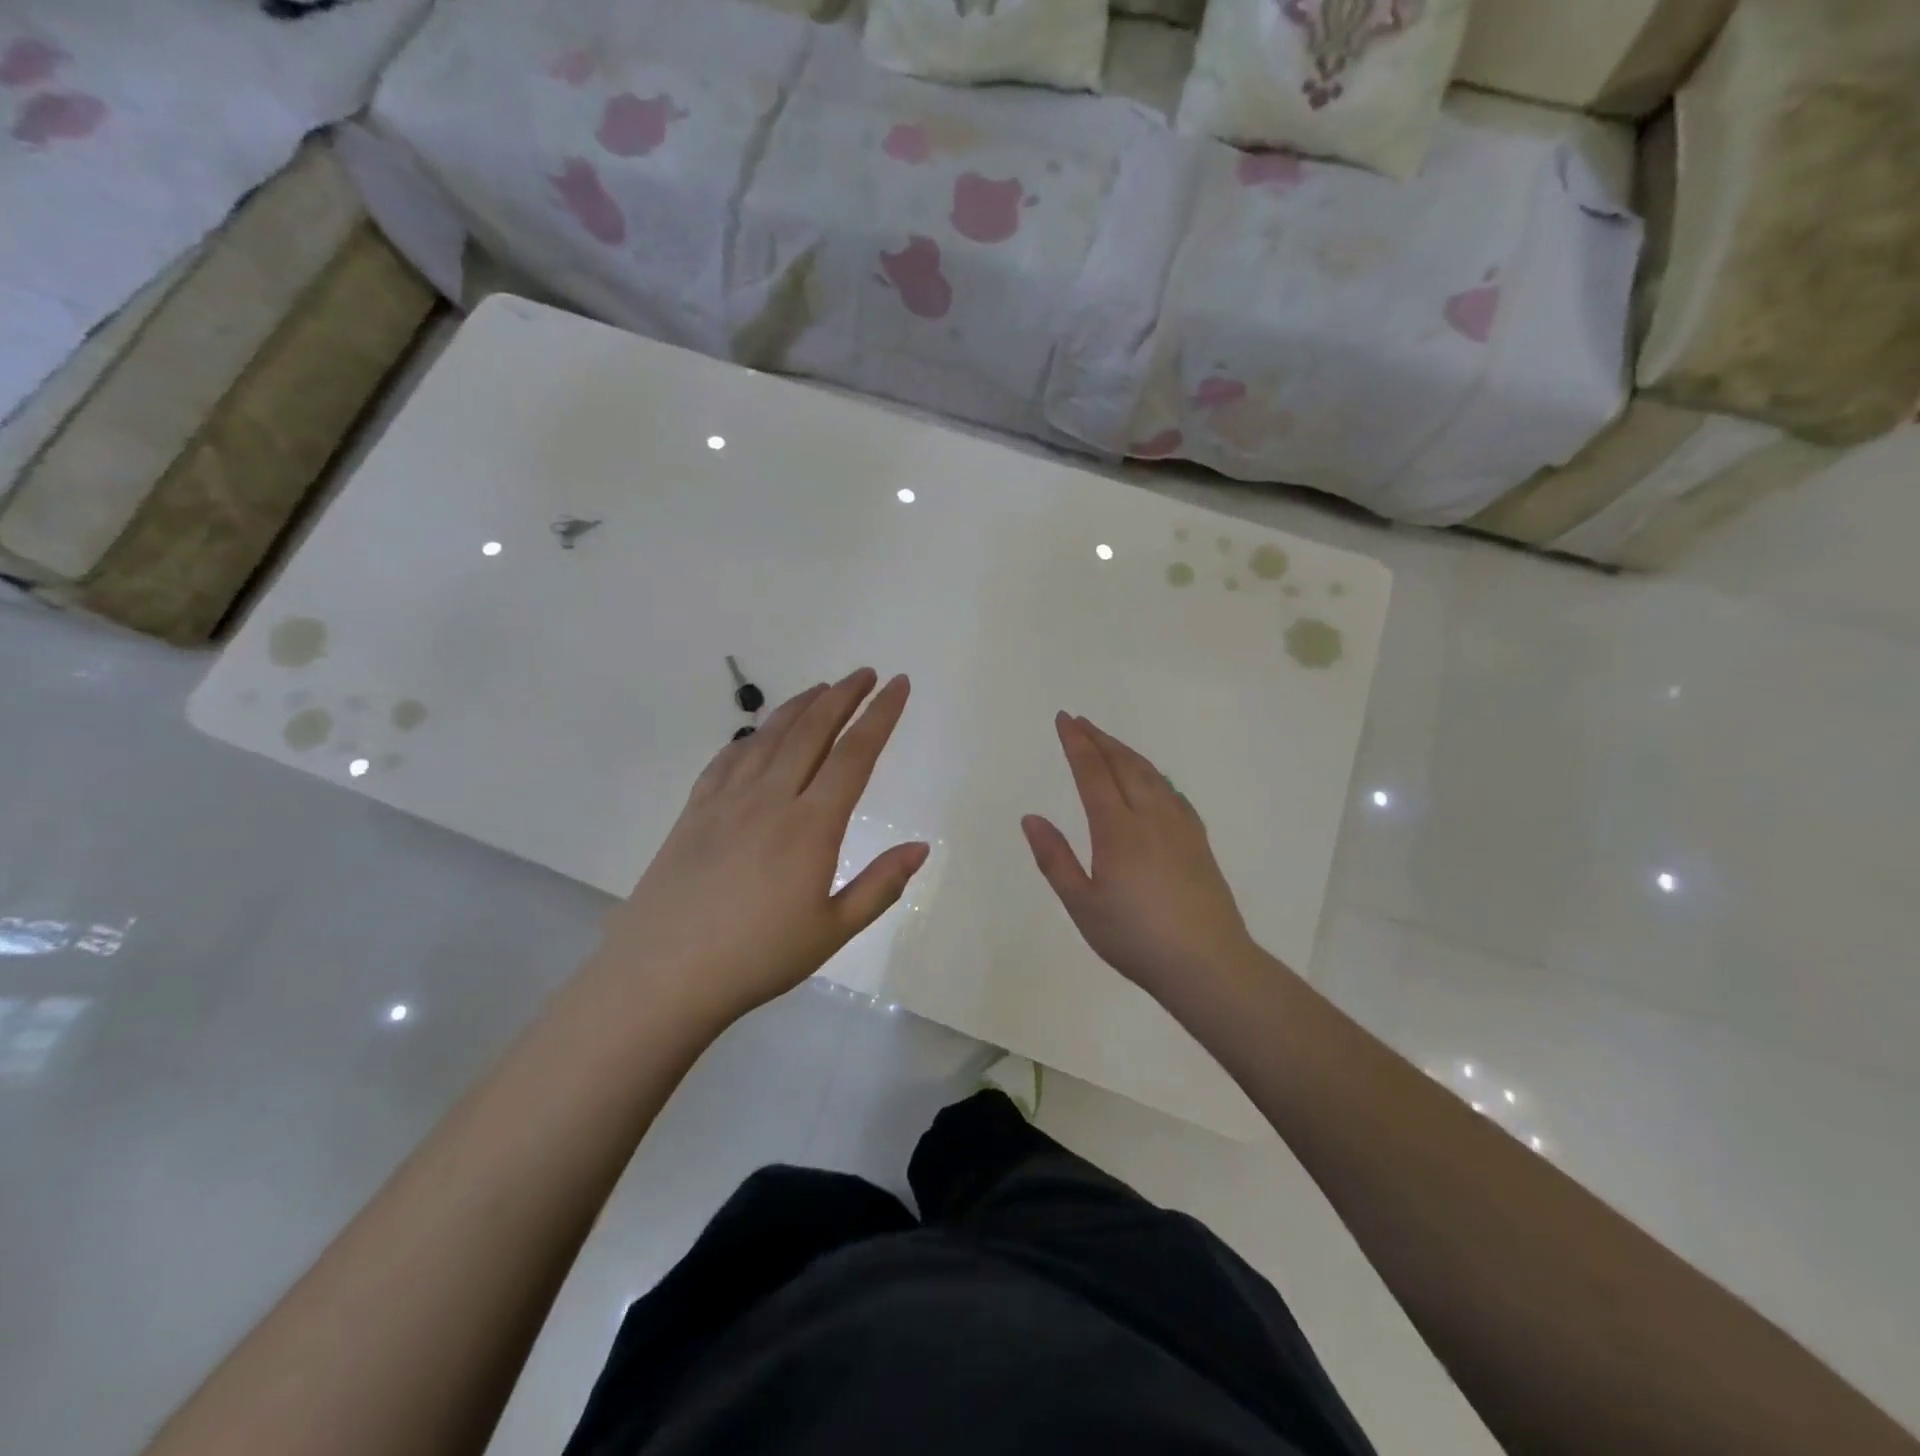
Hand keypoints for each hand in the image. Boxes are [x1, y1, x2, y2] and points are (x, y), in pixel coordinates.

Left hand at [595, 669, 927, 1030]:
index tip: (898, 685)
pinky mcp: (694, 811)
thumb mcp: (832, 930)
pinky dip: (751, 737)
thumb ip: (880, 885)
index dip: (880, 715)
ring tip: (822, 688)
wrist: (662, 975)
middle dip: (843, 696)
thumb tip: (920, 848)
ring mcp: (727, 800)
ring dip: (800, 706)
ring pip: (770, 736)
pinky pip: (728, 759)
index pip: (854, 755)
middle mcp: (771, 798)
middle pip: (812, 731)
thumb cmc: (757, 957)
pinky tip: (758, 734)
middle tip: (865, 674)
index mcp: (811, 825)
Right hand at [1023, 713, 1264, 1009]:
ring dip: (1127, 752)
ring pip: (1151, 774)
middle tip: (1081, 721)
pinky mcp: (1198, 841)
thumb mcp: (1082, 905)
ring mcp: (1179, 826)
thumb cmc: (1135, 938)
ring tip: (1109, 743)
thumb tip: (1032, 818)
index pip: (1092, 773)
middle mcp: (1150, 817)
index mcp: (1117, 829)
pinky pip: (1172, 792)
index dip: (1077, 743)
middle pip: (1124, 764)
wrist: (1207, 963)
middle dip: (1100, 739)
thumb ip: (1054, 859)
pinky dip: (1154, 774)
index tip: (1064, 719)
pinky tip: (1153, 781)